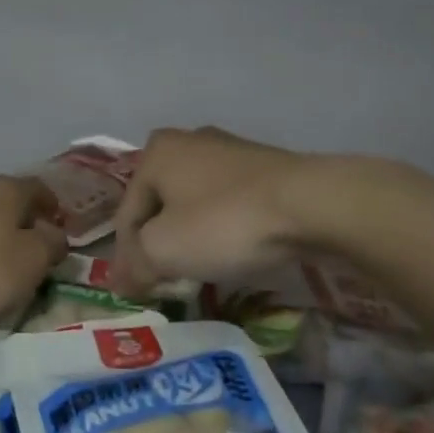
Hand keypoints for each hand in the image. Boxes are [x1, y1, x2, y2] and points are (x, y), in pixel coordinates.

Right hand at [109, 128, 308, 294]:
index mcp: (157, 152)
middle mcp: (190, 141)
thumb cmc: (224, 222)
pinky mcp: (267, 167)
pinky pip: (230, 204)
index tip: (137, 291)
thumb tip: (121, 282)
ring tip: (201, 270)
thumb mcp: (164, 250)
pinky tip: (235, 251)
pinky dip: (225, 228)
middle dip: (160, 243)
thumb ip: (135, 265)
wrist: (311, 205)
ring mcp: (232, 151)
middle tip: (166, 279)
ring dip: (193, 236)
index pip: (127, 214)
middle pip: (161, 205)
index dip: (127, 257)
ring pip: (196, 204)